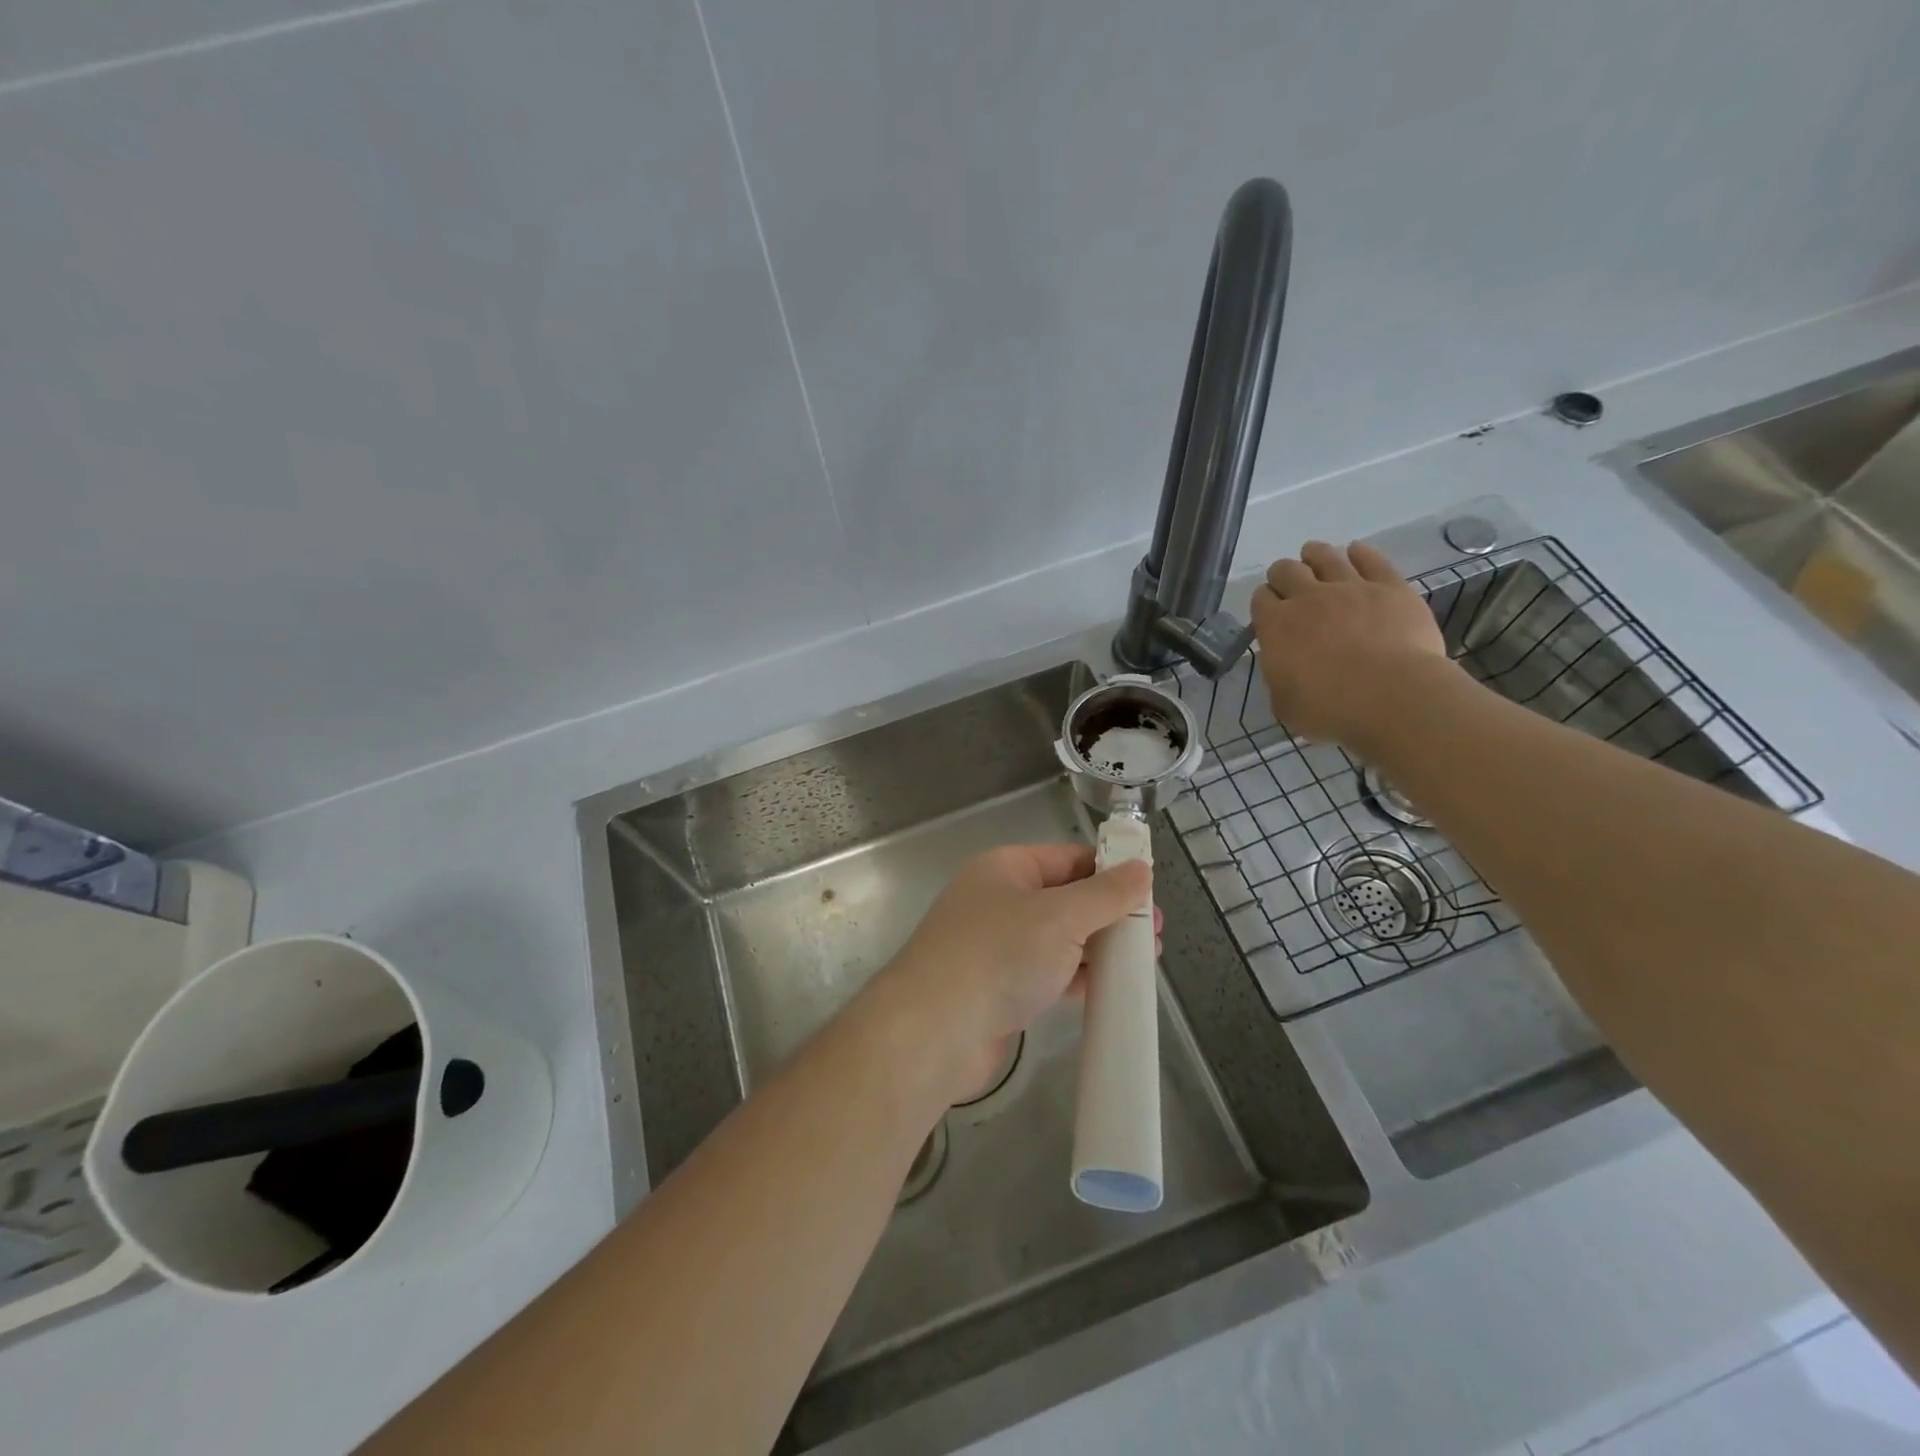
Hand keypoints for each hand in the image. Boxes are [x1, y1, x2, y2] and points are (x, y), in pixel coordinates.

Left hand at [879, 845, 1156, 1101]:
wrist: (935, 1030)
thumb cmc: (999, 955)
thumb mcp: (1060, 916)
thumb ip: (1105, 894)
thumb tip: (1141, 869)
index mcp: (1007, 868)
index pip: (1069, 857)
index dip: (1110, 870)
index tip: (1151, 892)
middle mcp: (1000, 900)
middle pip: (1066, 898)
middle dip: (1110, 914)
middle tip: (1154, 934)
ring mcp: (997, 946)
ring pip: (1059, 938)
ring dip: (1099, 947)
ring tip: (1143, 962)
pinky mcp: (999, 987)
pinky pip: (1048, 972)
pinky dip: (1077, 976)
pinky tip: (1109, 988)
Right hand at [1251, 540, 1454, 752]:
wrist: (1392, 697)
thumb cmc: (1331, 709)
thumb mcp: (1285, 704)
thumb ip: (1280, 678)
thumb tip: (1286, 668)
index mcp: (1276, 626)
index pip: (1260, 598)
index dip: (1264, 602)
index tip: (1270, 611)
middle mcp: (1308, 597)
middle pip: (1286, 569)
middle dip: (1284, 575)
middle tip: (1290, 586)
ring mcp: (1350, 587)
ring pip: (1325, 555)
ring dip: (1315, 554)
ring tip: (1315, 558)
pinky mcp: (1390, 586)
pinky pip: (1372, 558)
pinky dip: (1360, 553)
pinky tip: (1356, 552)